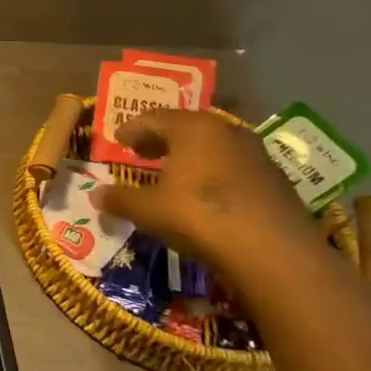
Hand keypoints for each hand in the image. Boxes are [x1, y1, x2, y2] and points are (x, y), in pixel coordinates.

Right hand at [90, 108, 324, 279]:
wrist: (274, 252)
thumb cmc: (199, 216)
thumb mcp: (148, 210)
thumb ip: (120, 199)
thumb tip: (95, 195)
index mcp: (193, 128)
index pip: (154, 118)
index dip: (132, 128)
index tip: (118, 139)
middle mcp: (226, 131)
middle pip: (187, 126)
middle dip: (161, 138)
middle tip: (142, 151)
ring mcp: (256, 154)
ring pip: (213, 145)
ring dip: (190, 154)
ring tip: (173, 171)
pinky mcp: (275, 179)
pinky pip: (233, 165)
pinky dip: (213, 171)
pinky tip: (205, 192)